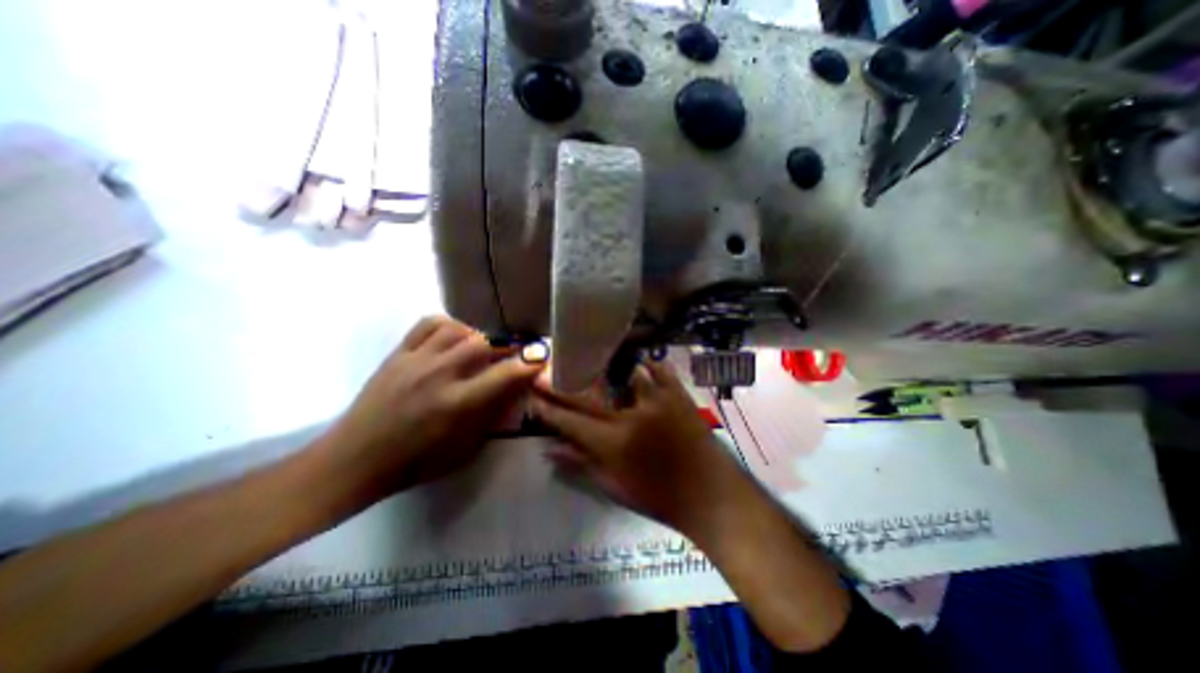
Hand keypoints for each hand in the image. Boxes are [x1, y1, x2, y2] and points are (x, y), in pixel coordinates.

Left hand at [318, 316, 543, 504]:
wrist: (355, 460)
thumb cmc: (416, 462)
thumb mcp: (466, 448)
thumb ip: (493, 415)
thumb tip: (515, 390)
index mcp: (458, 404)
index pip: (505, 375)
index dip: (529, 363)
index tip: (541, 357)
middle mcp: (439, 376)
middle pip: (483, 343)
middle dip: (505, 346)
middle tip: (511, 353)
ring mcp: (416, 360)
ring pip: (457, 329)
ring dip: (477, 335)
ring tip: (480, 348)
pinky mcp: (397, 354)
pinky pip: (427, 324)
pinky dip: (448, 325)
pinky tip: (453, 338)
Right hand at [530, 361, 747, 531]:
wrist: (711, 495)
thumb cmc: (660, 497)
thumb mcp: (615, 487)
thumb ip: (581, 463)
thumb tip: (549, 448)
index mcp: (613, 442)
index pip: (569, 420)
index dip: (548, 408)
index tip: (532, 395)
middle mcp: (630, 415)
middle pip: (587, 394)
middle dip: (561, 384)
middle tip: (544, 373)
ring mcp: (657, 400)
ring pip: (623, 372)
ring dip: (605, 368)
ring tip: (592, 362)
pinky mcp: (678, 393)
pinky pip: (658, 369)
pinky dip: (646, 364)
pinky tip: (637, 363)